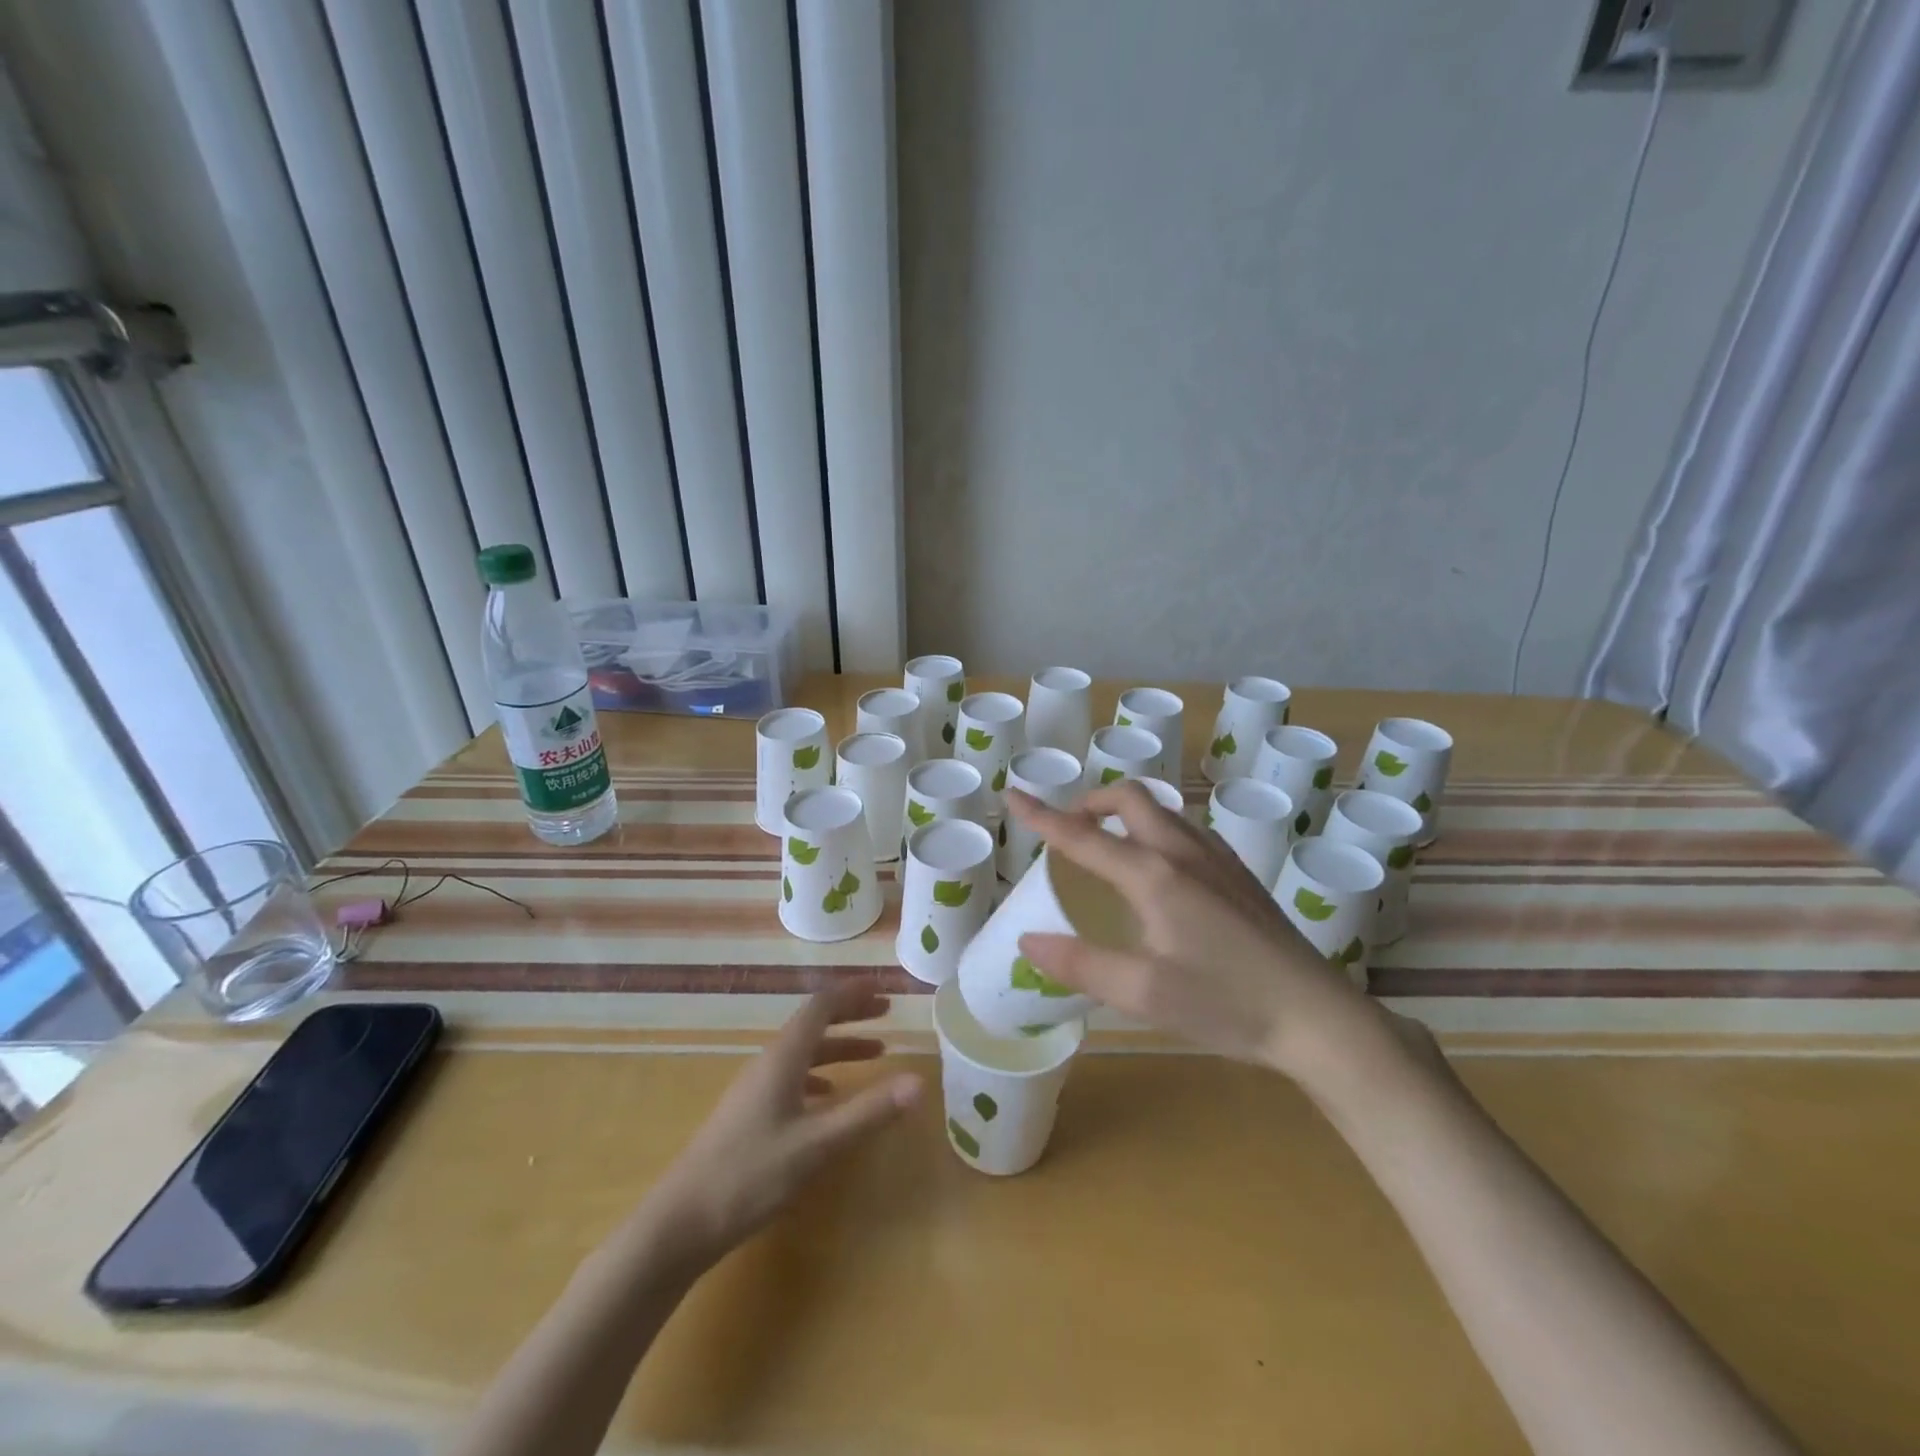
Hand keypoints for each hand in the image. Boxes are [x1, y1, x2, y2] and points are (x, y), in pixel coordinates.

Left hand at [641, 985, 920, 1269]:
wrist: (680, 1223)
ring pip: (804, 1052)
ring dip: (839, 1046)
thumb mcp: (817, 1144)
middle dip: (850, 1014)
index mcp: (784, 1057)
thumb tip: (919, 1082)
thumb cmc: (750, 1175)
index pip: (821, 1006)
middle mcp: (769, 1063)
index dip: (852, 993)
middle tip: (886, 1013)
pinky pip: (792, 1077)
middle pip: (813, 1024)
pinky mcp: (749, 1115)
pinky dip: (820, 1075)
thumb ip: (868, 1112)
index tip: (883, 988)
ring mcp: (755, 1089)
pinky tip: (829, 1098)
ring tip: (874, 1055)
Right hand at [1008, 782, 1387, 1079]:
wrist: (1317, 1017)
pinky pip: (1185, 830)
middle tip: (1069, 831)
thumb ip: (1080, 963)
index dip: (1042, 815)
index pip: (1083, 836)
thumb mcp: (1143, 994)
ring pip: (1160, 810)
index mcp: (1154, 875)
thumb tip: (1029, 940)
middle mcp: (1184, 852)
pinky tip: (1159, 872)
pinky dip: (1154, 830)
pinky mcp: (1239, 874)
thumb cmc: (1226, 1004)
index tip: (1012, 795)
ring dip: (1124, 814)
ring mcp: (1217, 858)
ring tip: (1108, 848)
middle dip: (1090, 802)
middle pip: (1129, 798)